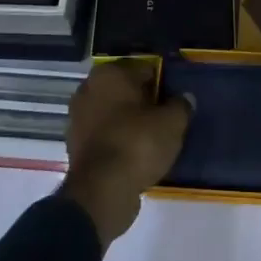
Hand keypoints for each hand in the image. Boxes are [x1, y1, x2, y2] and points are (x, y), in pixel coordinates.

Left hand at [60, 61, 191, 244]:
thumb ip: (181, 105)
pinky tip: (136, 154)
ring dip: (130, 122)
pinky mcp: (75, 145)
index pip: (145, 69)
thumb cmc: (138, 143)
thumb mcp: (172, 123)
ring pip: (113, 113)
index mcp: (109, 73)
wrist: (102, 191)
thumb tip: (185, 98)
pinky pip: (105, 135)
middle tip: (166, 118)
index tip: (175, 100)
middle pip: (126, 90)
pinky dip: (118, 140)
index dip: (163, 83)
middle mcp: (88, 89)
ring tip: (154, 138)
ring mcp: (78, 118)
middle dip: (144, 101)